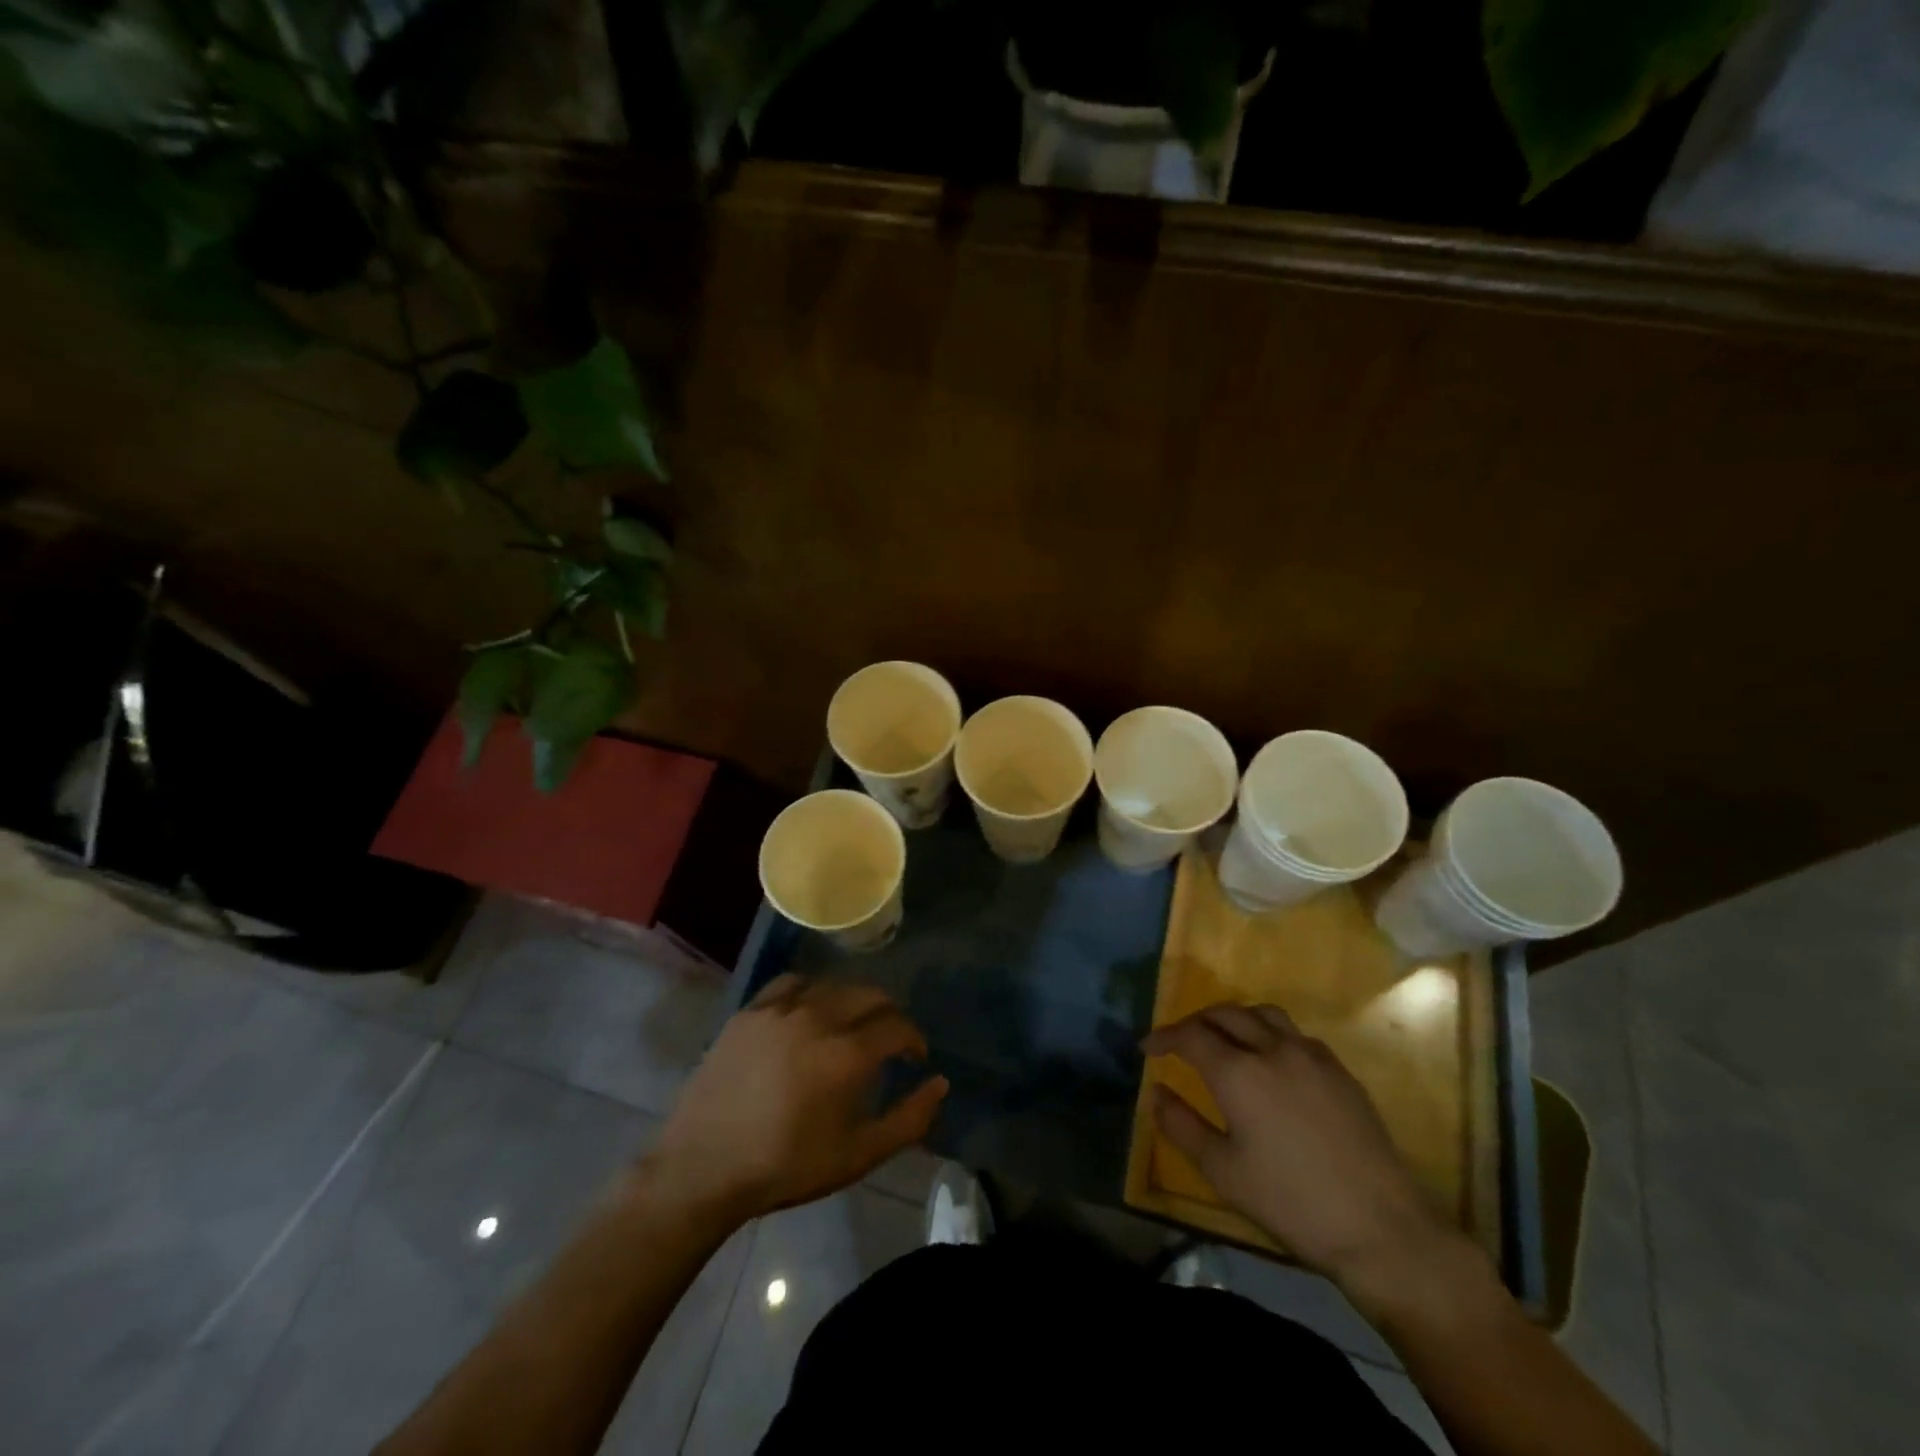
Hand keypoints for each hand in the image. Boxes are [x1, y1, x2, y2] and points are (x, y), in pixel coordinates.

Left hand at [648, 975, 947, 1222]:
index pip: (897, 1026)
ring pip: (833, 985)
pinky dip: (811, 991)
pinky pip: (791, 983)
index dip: (914, 1040)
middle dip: (889, 1015)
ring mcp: (780, 1009)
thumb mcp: (857, 1156)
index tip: (915, 1058)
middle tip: (888, 1041)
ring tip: (851, 1025)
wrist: (703, 1166)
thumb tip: (940, 1084)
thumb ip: (908, 1120)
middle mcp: (818, 1017)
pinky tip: (809, 1010)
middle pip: (870, 995)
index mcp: (847, 1053)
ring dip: (853, 1001)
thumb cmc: (785, 1167)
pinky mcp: (750, 1010)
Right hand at [1144, 1003, 1450, 1288]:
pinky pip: (1295, 1034)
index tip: (1146, 1049)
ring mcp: (1312, 1056)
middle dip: (1195, 1022)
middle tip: (1180, 1042)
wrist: (1382, 1229)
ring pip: (1263, 1014)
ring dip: (1234, 1019)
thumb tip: (1157, 1092)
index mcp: (1239, 1072)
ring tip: (1223, 1040)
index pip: (1190, 1035)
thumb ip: (1182, 1126)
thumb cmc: (1291, 1203)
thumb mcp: (1223, 1172)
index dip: (1164, 1037)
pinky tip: (1270, 1063)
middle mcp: (1273, 1050)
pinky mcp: (1341, 1072)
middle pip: (1225, 1014)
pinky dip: (1270, 1034)